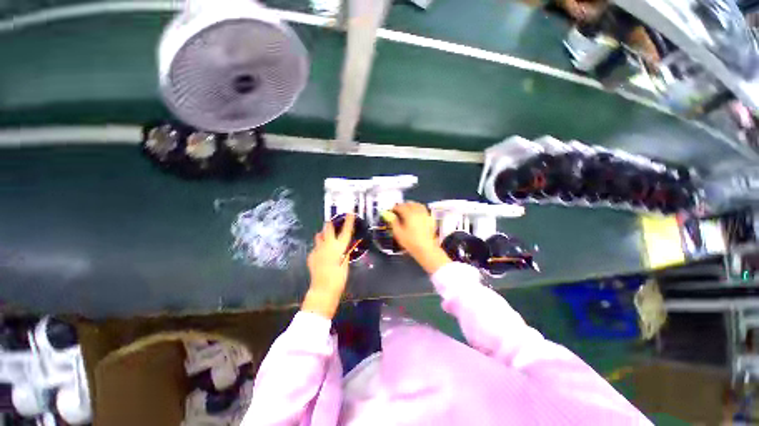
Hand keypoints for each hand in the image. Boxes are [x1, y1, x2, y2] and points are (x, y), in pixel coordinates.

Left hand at [302, 214, 354, 318]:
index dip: (348, 221)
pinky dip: (319, 248)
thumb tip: (346, 247)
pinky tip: (321, 254)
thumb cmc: (339, 278)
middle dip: (330, 224)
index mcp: (339, 247)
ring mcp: (317, 249)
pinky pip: (315, 247)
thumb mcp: (346, 263)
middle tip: (331, 223)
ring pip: (319, 236)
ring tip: (326, 238)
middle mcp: (327, 245)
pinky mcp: (311, 256)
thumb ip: (345, 253)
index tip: (349, 212)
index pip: (346, 231)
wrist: (323, 289)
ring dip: (323, 234)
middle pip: (327, 228)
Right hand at [386, 202, 451, 274]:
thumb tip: (391, 216)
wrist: (426, 248)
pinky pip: (424, 209)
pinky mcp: (430, 218)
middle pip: (410, 204)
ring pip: (418, 205)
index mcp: (409, 214)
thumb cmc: (410, 242)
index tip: (392, 210)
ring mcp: (425, 214)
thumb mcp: (398, 233)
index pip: (401, 207)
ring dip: (412, 205)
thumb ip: (394, 223)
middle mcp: (417, 212)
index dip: (395, 207)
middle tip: (399, 209)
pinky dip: (419, 208)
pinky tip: (417, 213)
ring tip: (408, 208)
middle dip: (403, 205)